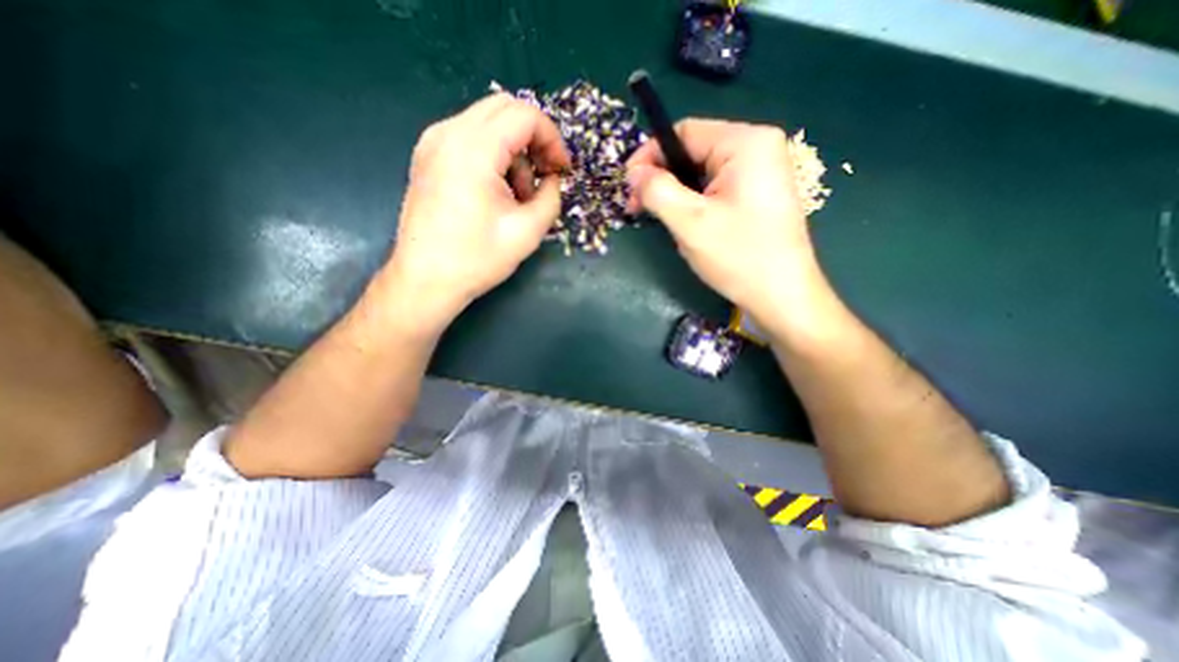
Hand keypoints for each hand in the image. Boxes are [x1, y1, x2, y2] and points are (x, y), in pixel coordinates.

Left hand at [377, 90, 570, 334]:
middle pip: (505, 109)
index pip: (525, 115)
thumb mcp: (528, 231)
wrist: (425, 280)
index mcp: (473, 150)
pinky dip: (494, 156)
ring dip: (514, 151)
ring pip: (488, 123)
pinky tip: (497, 191)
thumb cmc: (477, 259)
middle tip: (546, 175)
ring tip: (519, 195)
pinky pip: (470, 139)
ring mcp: (433, 143)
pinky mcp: (428, 157)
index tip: (562, 170)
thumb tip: (553, 179)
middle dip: (534, 138)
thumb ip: (551, 196)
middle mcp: (448, 134)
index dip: (553, 139)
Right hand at [625, 118, 822, 325]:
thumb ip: (657, 190)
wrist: (782, 297)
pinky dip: (695, 205)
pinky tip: (690, 228)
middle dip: (663, 180)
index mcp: (746, 143)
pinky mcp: (758, 194)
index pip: (684, 132)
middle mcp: (757, 148)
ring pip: (702, 174)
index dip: (649, 156)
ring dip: (677, 197)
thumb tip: (633, 172)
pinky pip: (715, 190)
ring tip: (667, 225)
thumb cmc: (739, 257)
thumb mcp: (690, 222)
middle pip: (693, 152)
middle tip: (638, 209)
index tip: (628, 186)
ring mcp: (761, 172)